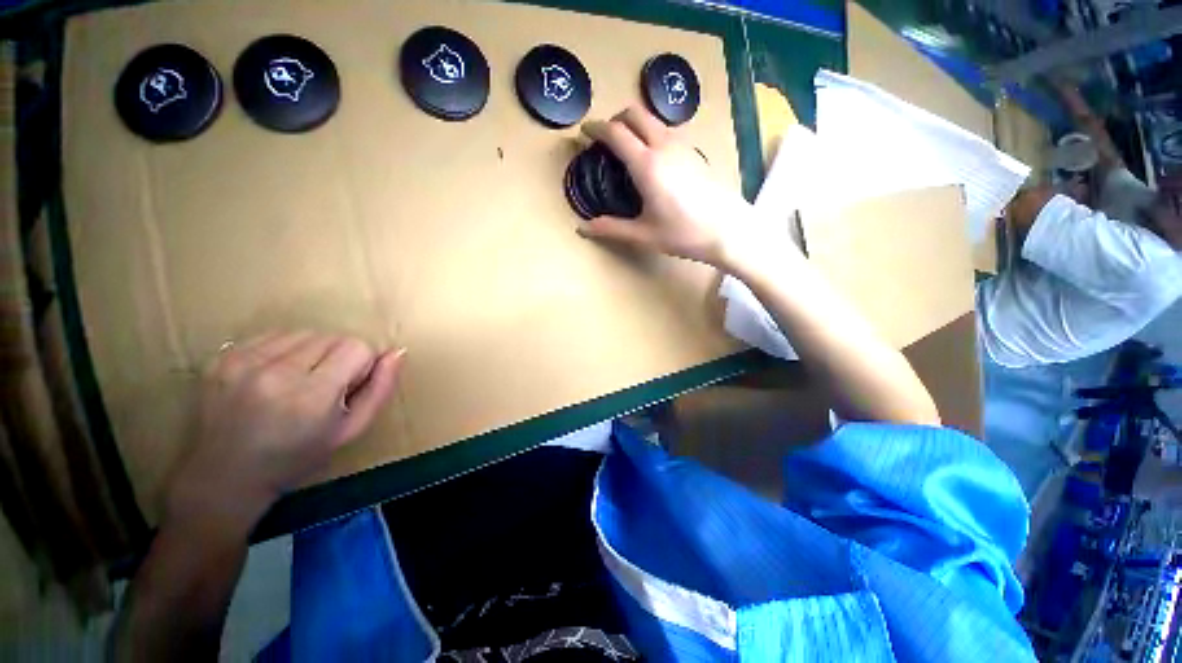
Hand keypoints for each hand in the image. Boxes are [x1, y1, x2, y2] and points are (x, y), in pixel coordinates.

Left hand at [166, 332, 404, 532]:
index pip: (357, 347)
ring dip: (313, 351)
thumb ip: (381, 389)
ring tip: (299, 380)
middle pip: (332, 337)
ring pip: (305, 332)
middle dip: (338, 357)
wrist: (224, 475)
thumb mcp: (352, 430)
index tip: (347, 387)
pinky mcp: (223, 355)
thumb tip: (397, 352)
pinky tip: (276, 374)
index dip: (361, 365)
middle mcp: (275, 372)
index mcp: (310, 395)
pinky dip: (286, 349)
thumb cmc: (297, 457)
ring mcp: (243, 361)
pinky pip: (275, 335)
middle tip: (323, 387)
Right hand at [577, 106, 751, 268]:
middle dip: (616, 119)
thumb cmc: (684, 234)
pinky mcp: (696, 153)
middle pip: (636, 114)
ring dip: (636, 124)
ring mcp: (684, 146)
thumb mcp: (643, 235)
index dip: (596, 128)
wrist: (729, 231)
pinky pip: (668, 131)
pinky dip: (652, 133)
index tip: (584, 131)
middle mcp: (664, 146)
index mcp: (647, 165)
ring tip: (628, 147)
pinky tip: (654, 158)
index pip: (616, 133)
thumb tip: (583, 228)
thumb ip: (611, 229)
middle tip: (605, 138)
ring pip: (654, 119)